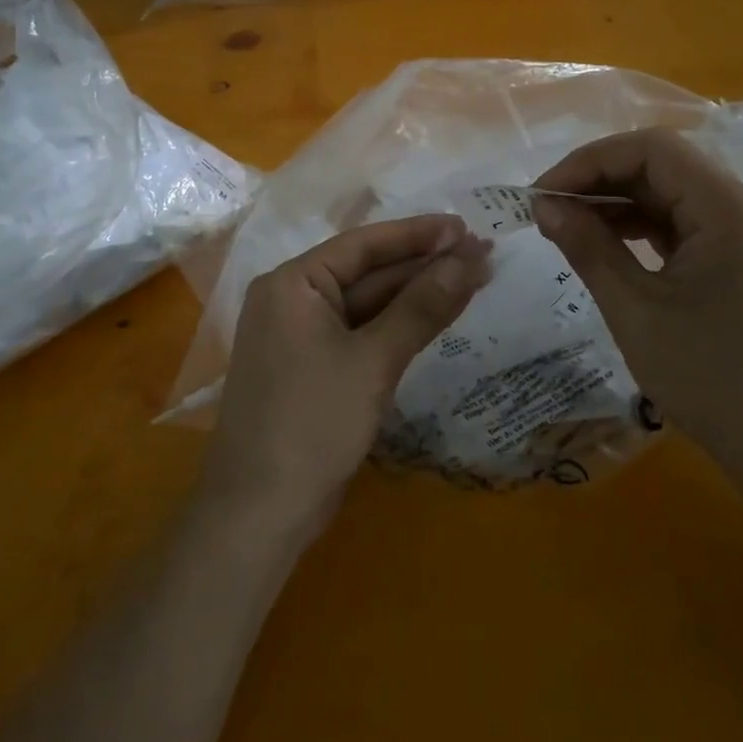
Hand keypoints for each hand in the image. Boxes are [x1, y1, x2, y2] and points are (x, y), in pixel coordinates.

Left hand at [202, 215, 491, 539]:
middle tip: (482, 255)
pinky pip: (360, 334)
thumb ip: (421, 307)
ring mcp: (301, 337)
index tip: (466, 227)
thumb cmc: (312, 423)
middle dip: (423, 266)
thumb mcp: (373, 361)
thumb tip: (469, 258)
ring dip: (415, 297)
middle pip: (366, 273)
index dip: (418, 234)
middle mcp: (292, 300)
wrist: (260, 513)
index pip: (363, 244)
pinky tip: (436, 318)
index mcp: (292, 283)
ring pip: (367, 305)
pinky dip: (397, 328)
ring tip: (473, 279)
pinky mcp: (314, 369)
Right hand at [533, 128, 742, 486]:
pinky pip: (689, 228)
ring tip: (568, 230)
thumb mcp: (636, 311)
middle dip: (600, 181)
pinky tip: (608, 249)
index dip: (589, 162)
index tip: (543, 195)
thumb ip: (588, 248)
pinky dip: (644, 230)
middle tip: (548, 213)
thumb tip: (545, 206)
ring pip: (674, 196)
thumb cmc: (713, 380)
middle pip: (664, 167)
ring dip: (619, 205)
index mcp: (729, 210)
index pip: (651, 149)